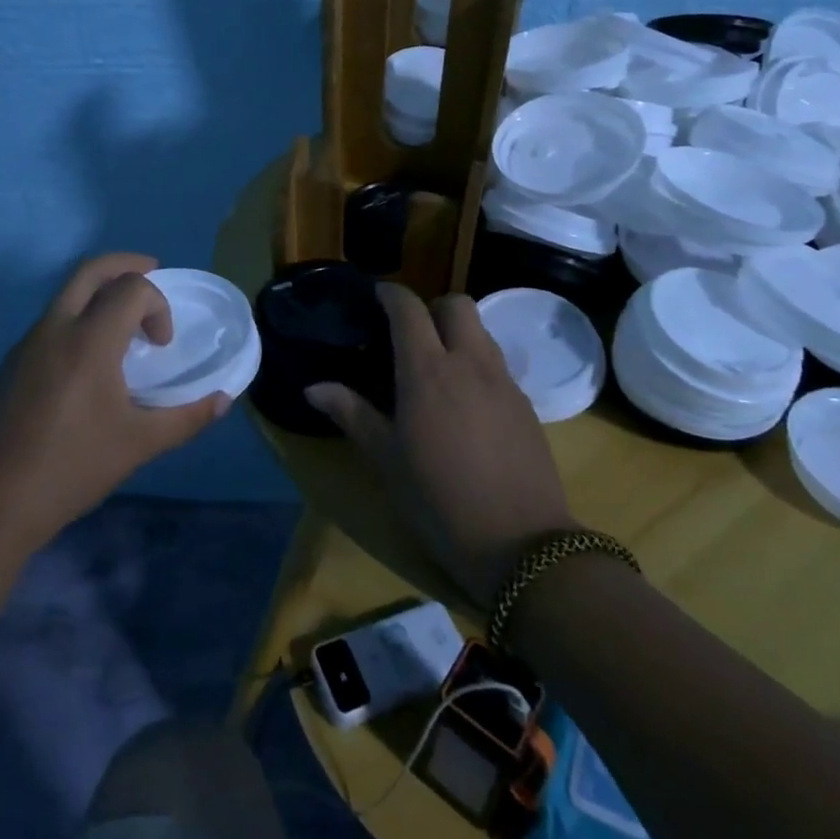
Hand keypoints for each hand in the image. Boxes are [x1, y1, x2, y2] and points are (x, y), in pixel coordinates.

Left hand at [0, 254, 225, 558]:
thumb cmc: (70, 468)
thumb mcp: (138, 445)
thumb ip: (186, 418)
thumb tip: (223, 400)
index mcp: (88, 340)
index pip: (130, 288)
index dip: (158, 305)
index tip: (161, 345)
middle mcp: (54, 328)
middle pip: (90, 270)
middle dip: (126, 264)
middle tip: (153, 272)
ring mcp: (26, 344)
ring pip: (66, 294)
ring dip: (100, 292)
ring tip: (124, 324)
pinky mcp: (11, 365)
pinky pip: (51, 321)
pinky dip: (79, 317)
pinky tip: (90, 361)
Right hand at [306, 284, 575, 608]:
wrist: (521, 543)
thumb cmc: (438, 499)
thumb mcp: (386, 459)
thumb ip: (351, 414)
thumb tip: (313, 387)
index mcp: (427, 371)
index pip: (409, 309)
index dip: (391, 295)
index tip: (376, 297)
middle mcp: (469, 363)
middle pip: (457, 304)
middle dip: (432, 307)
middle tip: (411, 335)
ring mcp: (503, 382)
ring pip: (482, 331)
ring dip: (458, 333)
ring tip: (437, 367)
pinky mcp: (526, 404)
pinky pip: (498, 363)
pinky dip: (478, 363)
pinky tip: (466, 402)